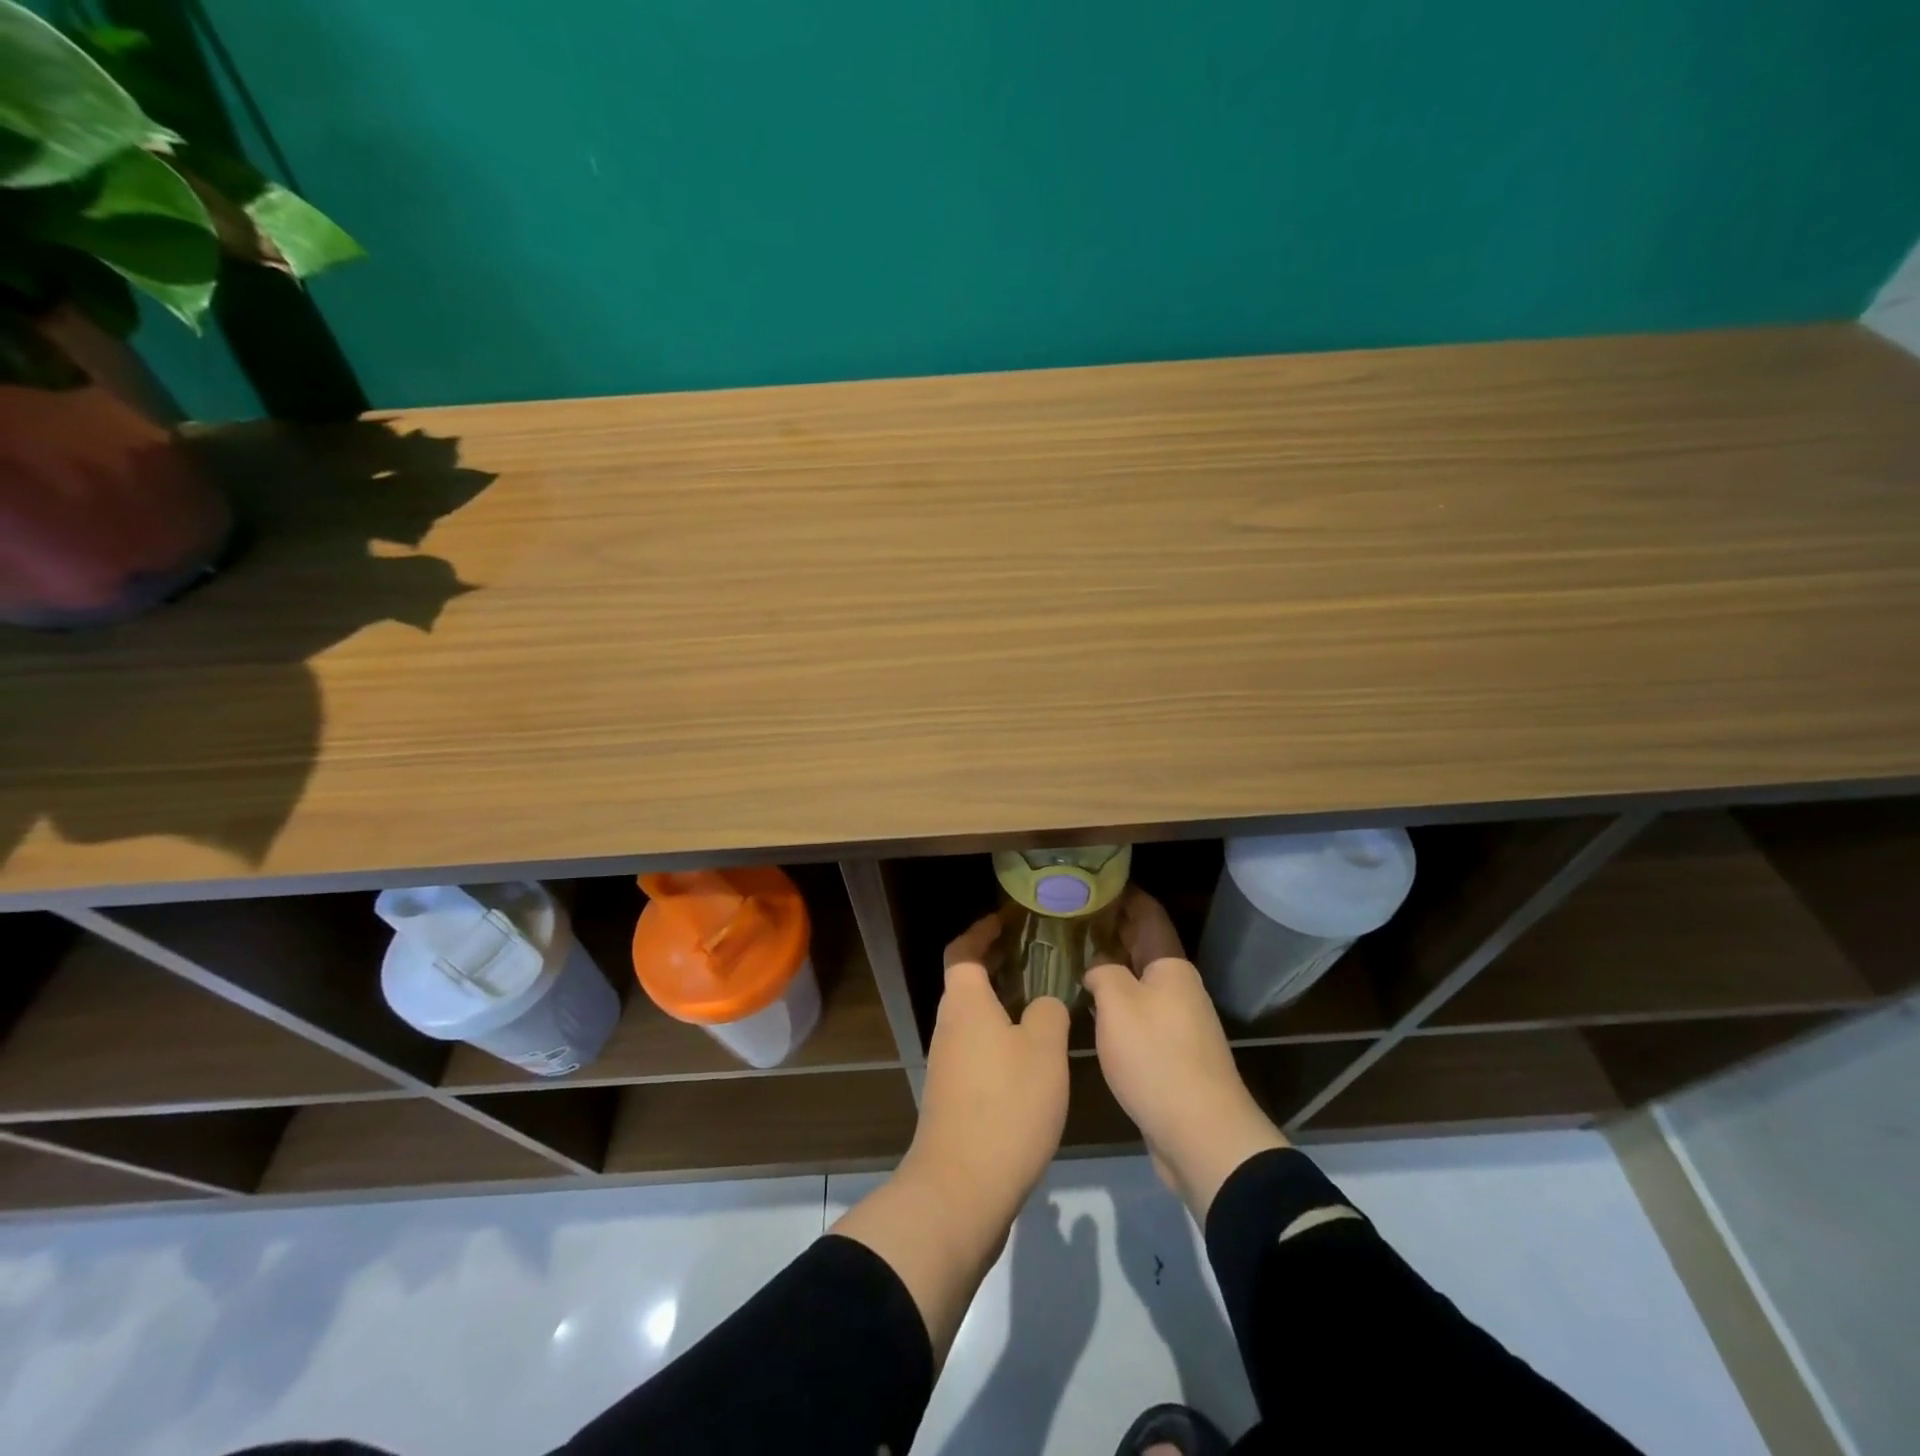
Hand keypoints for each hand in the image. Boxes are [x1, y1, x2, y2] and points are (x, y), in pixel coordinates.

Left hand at [906, 913, 1070, 1225]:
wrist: (963, 1188)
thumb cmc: (1006, 1104)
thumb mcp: (1044, 1049)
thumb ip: (1048, 1013)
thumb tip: (1044, 1003)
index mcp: (965, 1003)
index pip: (963, 950)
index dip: (982, 930)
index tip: (1008, 920)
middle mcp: (949, 1026)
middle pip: (968, 981)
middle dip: (998, 964)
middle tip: (1038, 955)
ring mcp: (948, 1063)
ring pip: (975, 1017)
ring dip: (1003, 1002)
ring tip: (1043, 1000)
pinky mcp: (955, 1096)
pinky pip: (979, 1048)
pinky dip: (1002, 1036)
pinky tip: (1034, 1054)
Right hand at [1085, 888, 1287, 1220]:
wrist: (1200, 1133)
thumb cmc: (1156, 1057)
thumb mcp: (1118, 1004)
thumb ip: (1103, 974)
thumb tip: (1097, 970)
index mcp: (1171, 967)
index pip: (1148, 915)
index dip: (1126, 895)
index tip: (1097, 880)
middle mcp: (1179, 988)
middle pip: (1144, 947)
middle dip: (1114, 929)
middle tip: (1075, 915)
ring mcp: (1178, 1022)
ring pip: (1140, 981)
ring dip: (1113, 966)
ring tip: (1076, 955)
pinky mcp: (1172, 1054)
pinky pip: (1140, 1012)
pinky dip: (1117, 1000)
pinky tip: (1093, 1005)